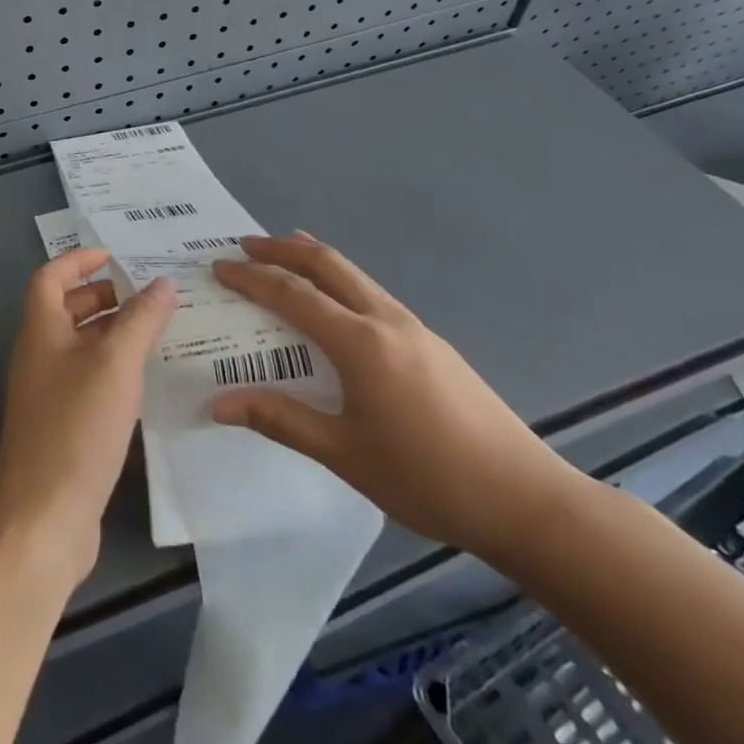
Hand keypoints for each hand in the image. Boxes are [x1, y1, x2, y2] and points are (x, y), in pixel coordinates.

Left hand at [0, 249, 175, 590]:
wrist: (43, 519)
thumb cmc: (75, 427)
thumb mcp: (115, 364)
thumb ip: (141, 320)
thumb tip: (163, 283)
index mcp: (41, 331)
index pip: (51, 277)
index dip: (79, 260)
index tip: (115, 254)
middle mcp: (39, 356)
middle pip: (67, 310)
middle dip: (105, 297)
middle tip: (150, 294)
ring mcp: (49, 395)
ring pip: (83, 348)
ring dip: (116, 335)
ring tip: (162, 331)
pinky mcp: (64, 428)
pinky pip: (91, 382)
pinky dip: (117, 372)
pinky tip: (150, 382)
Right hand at [209, 233, 584, 563]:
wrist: (525, 499)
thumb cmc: (427, 477)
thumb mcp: (344, 454)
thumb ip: (280, 420)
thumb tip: (217, 403)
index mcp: (359, 342)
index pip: (293, 294)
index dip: (252, 277)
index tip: (218, 266)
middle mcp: (385, 320)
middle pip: (327, 265)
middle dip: (282, 249)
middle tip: (246, 243)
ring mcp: (414, 327)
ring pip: (355, 275)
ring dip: (315, 259)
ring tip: (286, 253)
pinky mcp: (432, 343)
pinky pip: (373, 293)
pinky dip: (342, 281)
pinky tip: (338, 302)